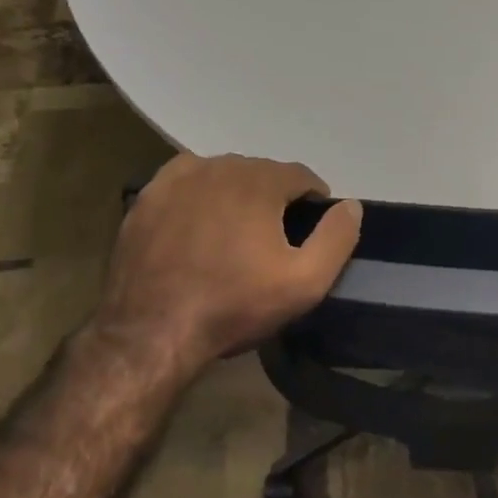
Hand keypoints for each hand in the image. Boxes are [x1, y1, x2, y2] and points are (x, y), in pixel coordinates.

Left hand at [95, 153, 362, 373]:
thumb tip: (351, 206)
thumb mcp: (305, 282)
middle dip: (273, 199)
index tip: (309, 232)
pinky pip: (185, 185)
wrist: (152, 331)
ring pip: (222, 176)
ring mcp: (177, 178)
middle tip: (271, 239)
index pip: (301, 176)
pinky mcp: (147, 197)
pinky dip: (198, 198)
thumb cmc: (235, 305)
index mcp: (260, 180)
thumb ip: (337, 238)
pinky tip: (197, 227)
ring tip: (233, 235)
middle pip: (261, 173)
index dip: (313, 201)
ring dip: (236, 196)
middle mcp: (219, 166)